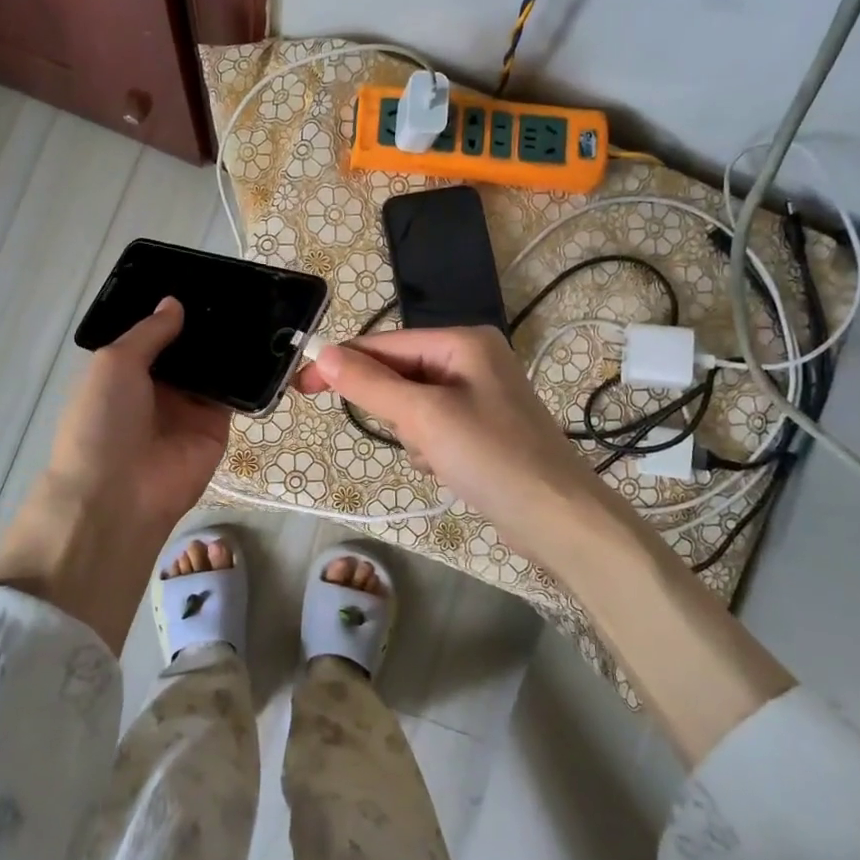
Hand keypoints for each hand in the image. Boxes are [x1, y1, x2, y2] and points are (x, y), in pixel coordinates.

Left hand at [0, 298, 228, 646]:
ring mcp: (191, 406)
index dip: (175, 311)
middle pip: (191, 349)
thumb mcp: (114, 363)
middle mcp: (160, 386)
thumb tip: (175, 303)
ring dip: (233, 344)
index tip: (203, 280)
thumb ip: (149, 332)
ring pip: (217, 368)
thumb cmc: (102, 420)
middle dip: (210, 324)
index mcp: (127, 370)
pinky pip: (237, 394)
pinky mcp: (218, 426)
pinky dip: (251, 374)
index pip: (157, 334)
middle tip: (242, 288)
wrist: (119, 494)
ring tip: (262, 305)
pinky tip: (270, 343)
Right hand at [306, 328, 795, 767]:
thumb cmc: (491, 457)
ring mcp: (480, 393)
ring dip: (412, 432)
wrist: (558, 519)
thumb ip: (370, 384)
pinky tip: (449, 468)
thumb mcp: (424, 417)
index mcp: (464, 341)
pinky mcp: (483, 426)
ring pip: (413, 403)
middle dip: (393, 408)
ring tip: (438, 457)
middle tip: (407, 437)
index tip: (301, 385)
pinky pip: (434, 425)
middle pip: (401, 372)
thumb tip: (322, 353)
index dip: (342, 363)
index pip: (386, 343)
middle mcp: (473, 358)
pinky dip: (430, 446)